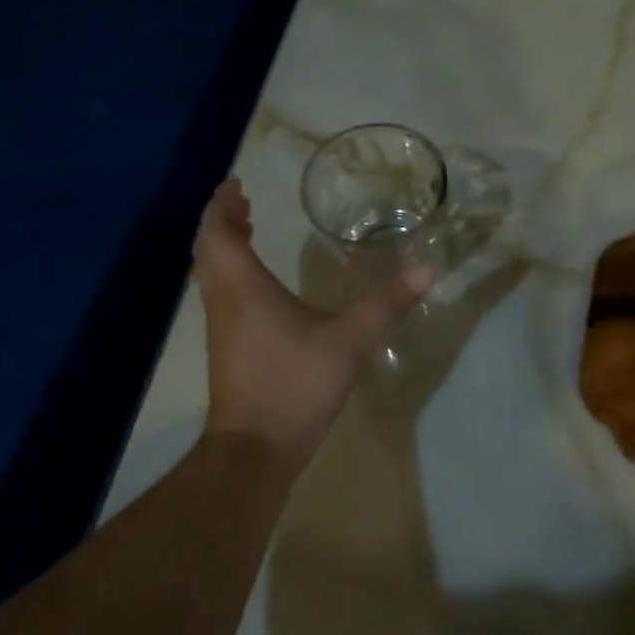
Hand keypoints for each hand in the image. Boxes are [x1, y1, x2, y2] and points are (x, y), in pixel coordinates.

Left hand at [193, 179, 427, 471]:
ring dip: (223, 247)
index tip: (236, 185)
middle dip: (222, 221)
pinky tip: (258, 287)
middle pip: (208, 250)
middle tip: (244, 203)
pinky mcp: (225, 350)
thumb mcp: (348, 342)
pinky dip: (230, 273)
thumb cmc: (295, 385)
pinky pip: (219, 295)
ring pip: (210, 274)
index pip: (219, 232)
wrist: (253, 450)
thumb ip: (385, 305)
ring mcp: (220, 328)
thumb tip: (425, 269)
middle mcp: (223, 301)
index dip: (223, 205)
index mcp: (243, 288)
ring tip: (247, 232)